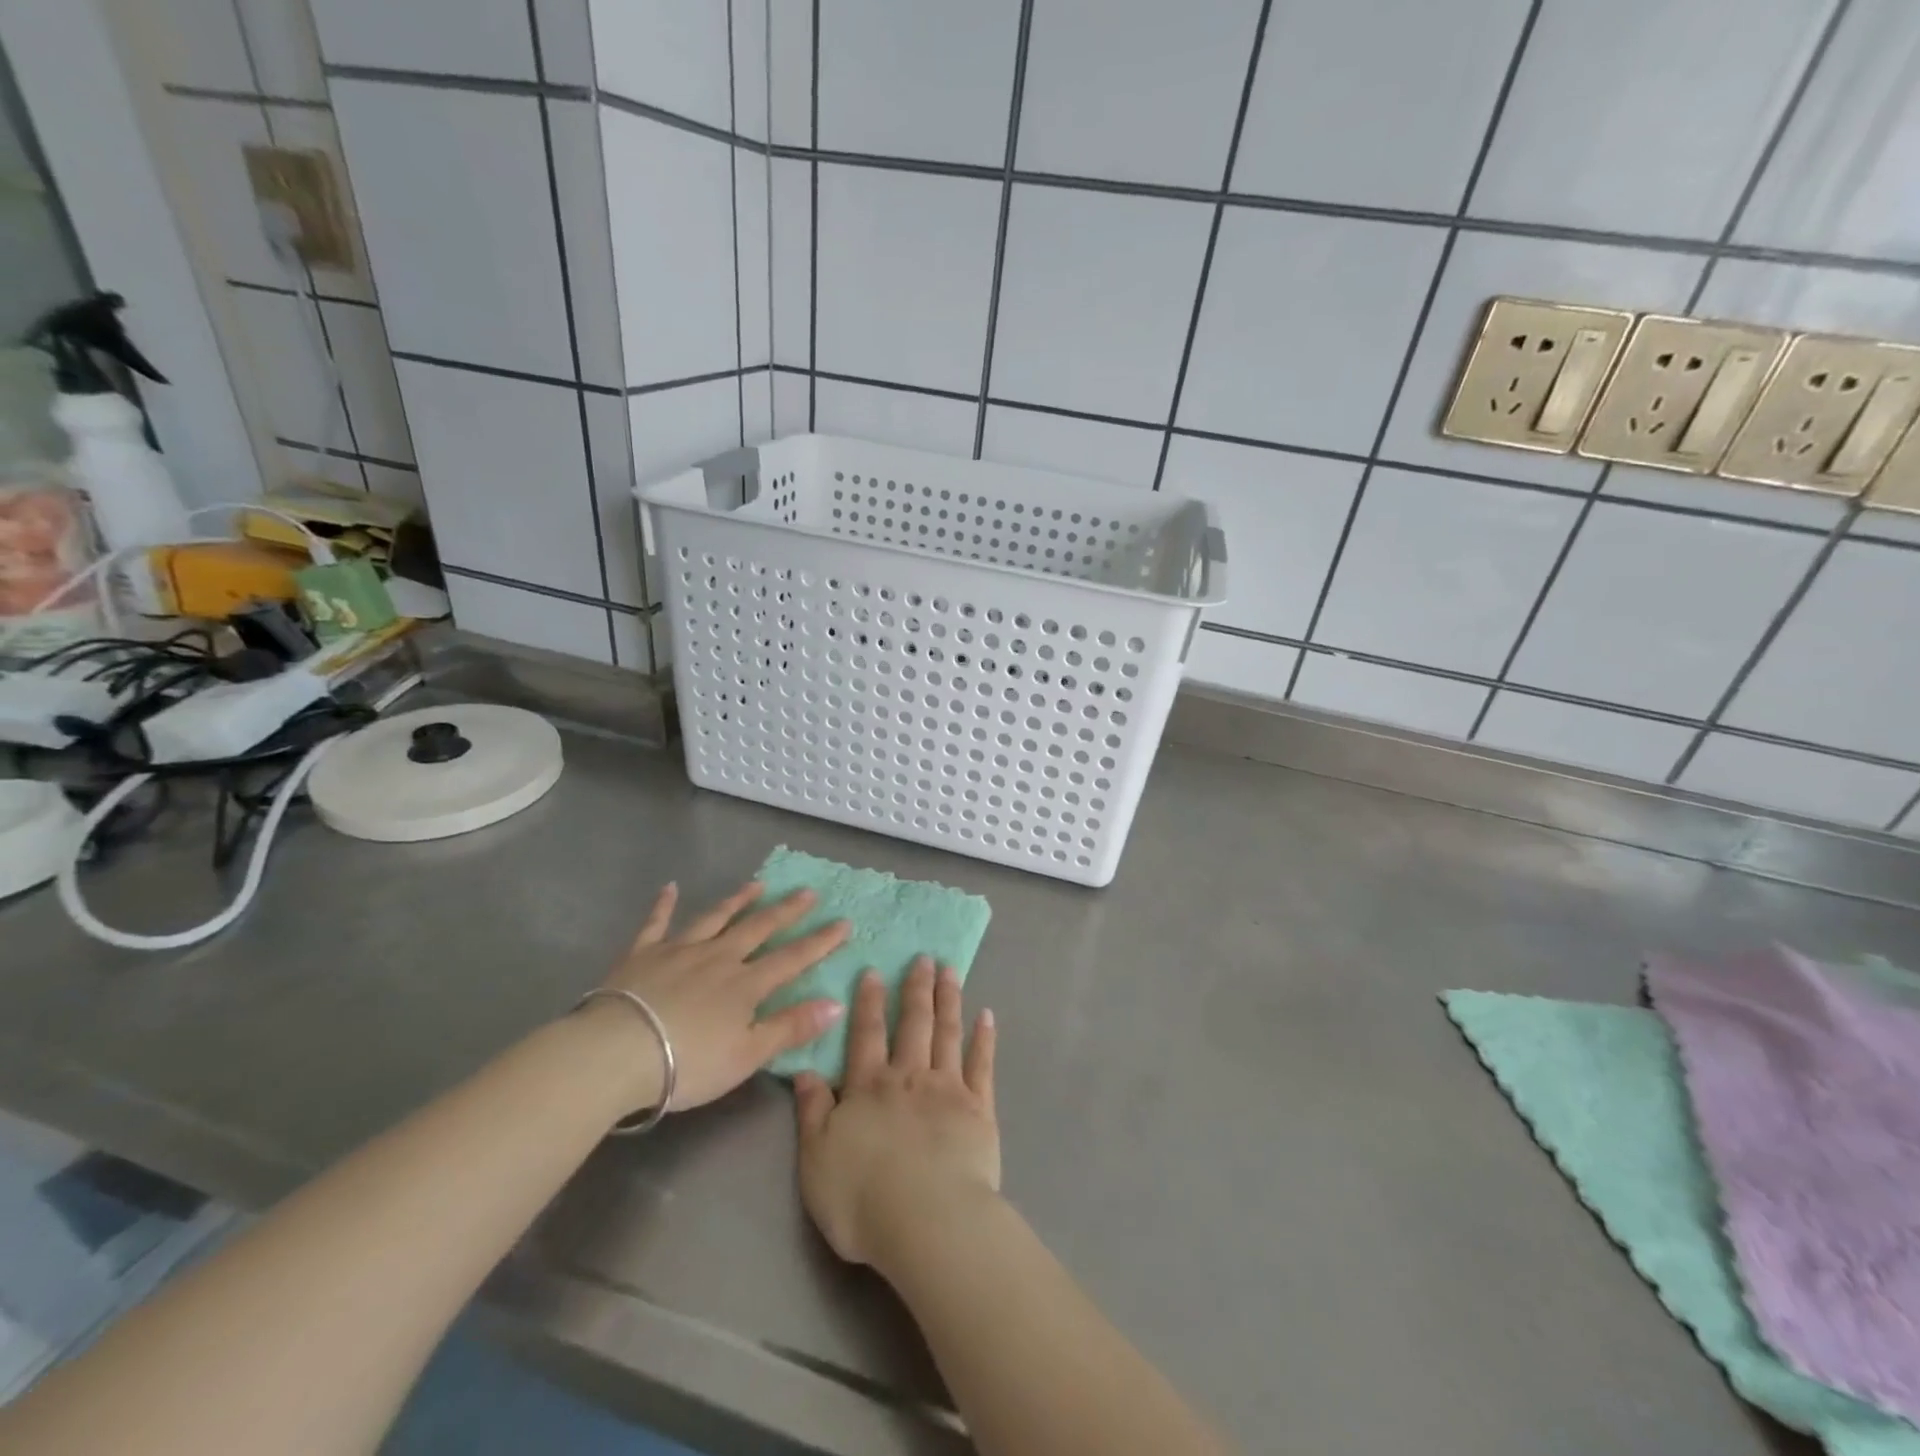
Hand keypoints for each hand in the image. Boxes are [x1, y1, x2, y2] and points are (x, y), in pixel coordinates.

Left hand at [587, 881, 849, 1114]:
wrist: (616, 1053)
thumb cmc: (687, 1062)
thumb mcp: (747, 1054)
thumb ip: (791, 1027)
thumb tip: (837, 1003)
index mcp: (745, 985)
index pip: (792, 959)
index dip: (820, 942)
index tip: (843, 922)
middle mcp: (718, 958)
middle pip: (758, 928)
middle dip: (786, 911)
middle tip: (807, 892)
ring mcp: (679, 951)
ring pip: (715, 918)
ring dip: (738, 900)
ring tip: (757, 884)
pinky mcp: (642, 954)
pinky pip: (656, 924)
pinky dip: (664, 905)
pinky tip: (670, 887)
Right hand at [793, 958, 998, 1270]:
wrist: (928, 1221)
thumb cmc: (863, 1197)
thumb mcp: (817, 1159)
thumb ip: (812, 1111)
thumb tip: (804, 1071)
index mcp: (869, 1086)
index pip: (866, 1034)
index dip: (869, 1001)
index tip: (874, 970)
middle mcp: (909, 1076)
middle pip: (913, 1022)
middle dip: (916, 987)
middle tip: (924, 957)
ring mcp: (948, 1088)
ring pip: (947, 1033)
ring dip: (948, 999)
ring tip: (950, 971)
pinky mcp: (979, 1108)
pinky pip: (982, 1064)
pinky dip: (984, 1038)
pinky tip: (987, 1016)